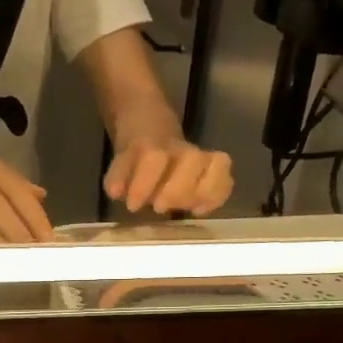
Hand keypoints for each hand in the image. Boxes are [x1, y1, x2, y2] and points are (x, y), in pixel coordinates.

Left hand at [104, 135, 232, 215]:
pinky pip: (226, 179)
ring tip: (185, 210)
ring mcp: (200, 157)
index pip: (154, 156)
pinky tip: (198, 211)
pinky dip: (217, 197)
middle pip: (192, 159)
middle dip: (176, 189)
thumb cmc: (134, 160)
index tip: (132, 205)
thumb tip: (116, 191)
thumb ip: (117, 177)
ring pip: (217, 163)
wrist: (149, 130)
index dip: (144, 183)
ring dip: (201, 192)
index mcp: (152, 145)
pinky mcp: (213, 169)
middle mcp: (180, 149)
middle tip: (159, 208)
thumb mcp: (119, 166)